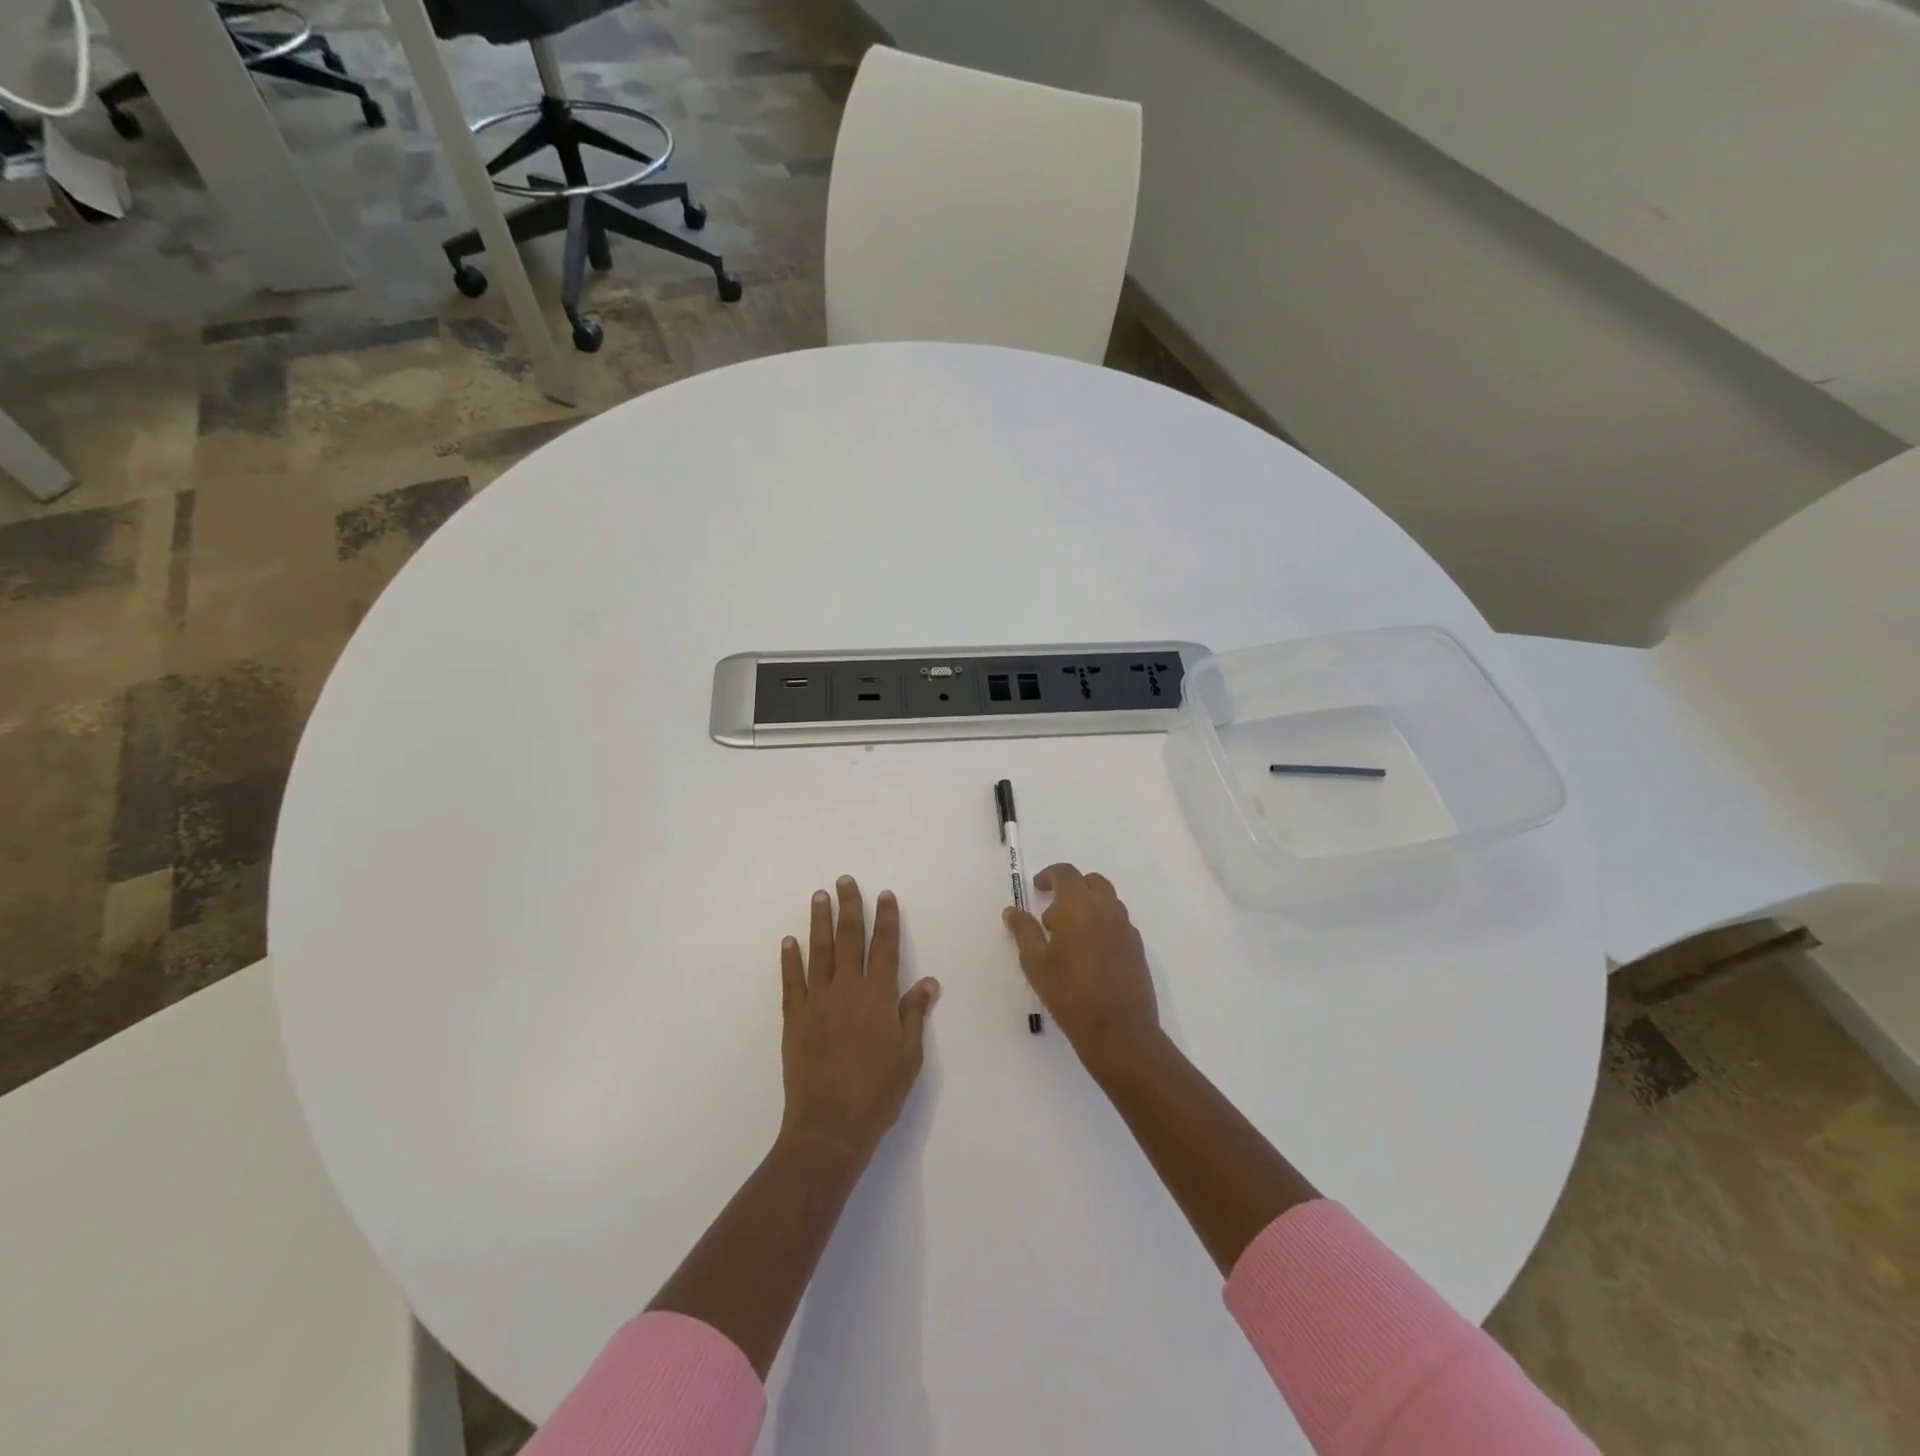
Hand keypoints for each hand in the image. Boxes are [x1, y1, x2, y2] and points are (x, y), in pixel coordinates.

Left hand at [780, 876, 939, 1165]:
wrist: (829, 1127)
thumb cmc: (878, 1093)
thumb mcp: (909, 1056)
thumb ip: (914, 1014)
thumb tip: (928, 981)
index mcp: (879, 997)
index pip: (885, 947)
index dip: (886, 919)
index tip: (884, 895)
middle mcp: (848, 990)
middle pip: (850, 939)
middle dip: (849, 907)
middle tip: (845, 880)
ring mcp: (817, 1002)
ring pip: (819, 951)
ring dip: (820, 921)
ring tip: (819, 896)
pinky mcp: (794, 1018)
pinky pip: (791, 981)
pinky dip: (790, 959)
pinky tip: (789, 940)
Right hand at [1003, 864, 1161, 1065]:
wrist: (1118, 1030)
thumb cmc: (1069, 993)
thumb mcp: (1035, 962)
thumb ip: (1023, 931)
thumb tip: (1012, 911)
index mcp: (1079, 905)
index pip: (1065, 873)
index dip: (1048, 876)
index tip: (1037, 890)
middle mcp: (1107, 908)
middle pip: (1090, 882)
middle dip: (1070, 889)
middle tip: (1052, 916)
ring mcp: (1126, 927)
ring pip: (1106, 901)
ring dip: (1087, 906)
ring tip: (1069, 939)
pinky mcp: (1137, 947)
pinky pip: (1117, 922)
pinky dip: (1102, 925)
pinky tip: (1090, 955)